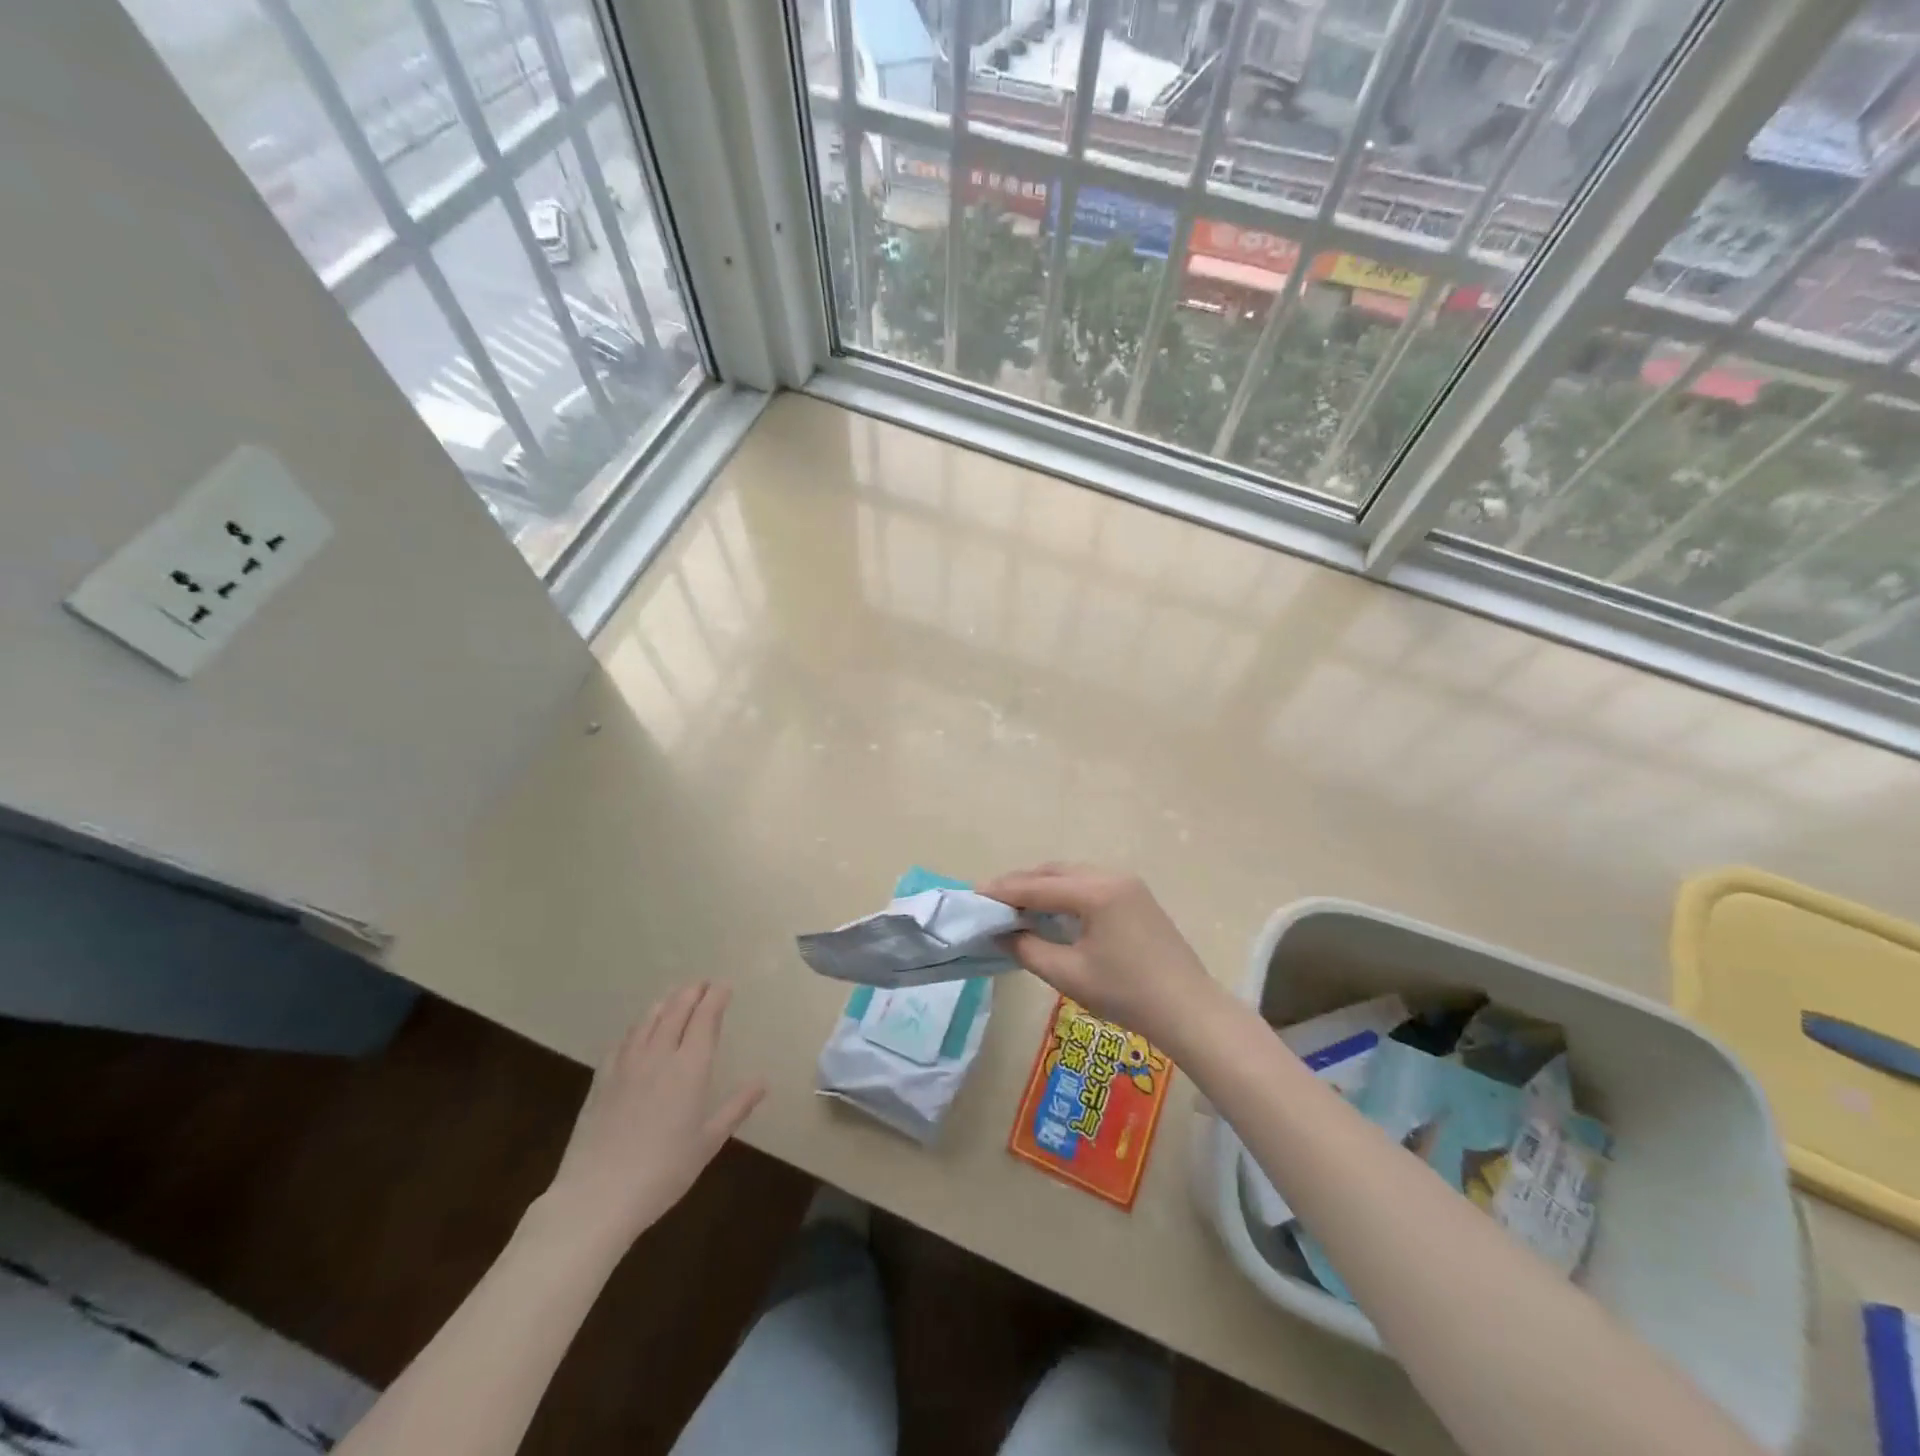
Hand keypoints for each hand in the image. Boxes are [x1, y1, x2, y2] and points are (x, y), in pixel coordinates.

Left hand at [542, 982, 765, 1250]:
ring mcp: (627, 1064)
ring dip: (665, 1003)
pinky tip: (639, 1031)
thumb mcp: (708, 1142)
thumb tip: (763, 1082)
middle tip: (702, 984)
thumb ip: (736, 1107)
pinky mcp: (602, 1079)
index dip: (716, 997)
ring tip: (675, 997)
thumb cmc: (663, 1172)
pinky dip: (639, 1026)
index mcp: (690, 1067)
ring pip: (648, 1020)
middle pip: (676, 1010)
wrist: (597, 1197)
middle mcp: (659, 1055)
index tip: (724, 986)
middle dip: (692, 992)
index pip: (705, 1018)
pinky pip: (624, 1040)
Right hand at [979, 865, 1220, 1049]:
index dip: (1003, 891)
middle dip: (1021, 883)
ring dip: (1043, 886)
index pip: (1037, 886)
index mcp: (1095, 891)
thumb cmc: (1126, 994)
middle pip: (1054, 872)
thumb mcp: (1068, 974)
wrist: (1189, 1009)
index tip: (974, 894)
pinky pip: (1090, 884)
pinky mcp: (1137, 896)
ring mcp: (1128, 884)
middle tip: (992, 900)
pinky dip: (1065, 892)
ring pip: (1073, 876)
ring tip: (1016, 905)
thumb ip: (1028, 948)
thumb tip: (1002, 933)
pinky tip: (1052, 910)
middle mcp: (1111, 876)